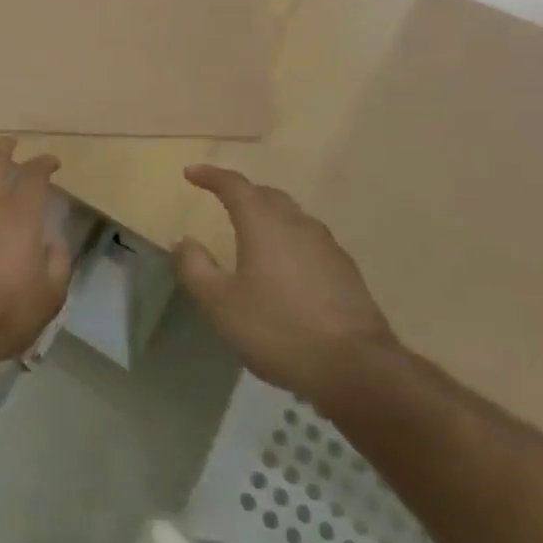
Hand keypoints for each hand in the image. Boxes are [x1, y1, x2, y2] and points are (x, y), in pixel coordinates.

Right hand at [174, 165, 396, 405]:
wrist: (357, 369)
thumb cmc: (278, 329)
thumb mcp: (220, 303)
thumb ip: (195, 268)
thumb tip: (185, 241)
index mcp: (263, 224)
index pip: (234, 185)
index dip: (210, 176)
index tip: (191, 173)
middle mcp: (297, 224)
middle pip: (267, 195)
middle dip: (243, 192)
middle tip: (222, 198)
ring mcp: (327, 247)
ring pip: (293, 217)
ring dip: (269, 216)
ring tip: (253, 231)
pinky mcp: (347, 272)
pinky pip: (310, 242)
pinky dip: (290, 241)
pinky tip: (286, 266)